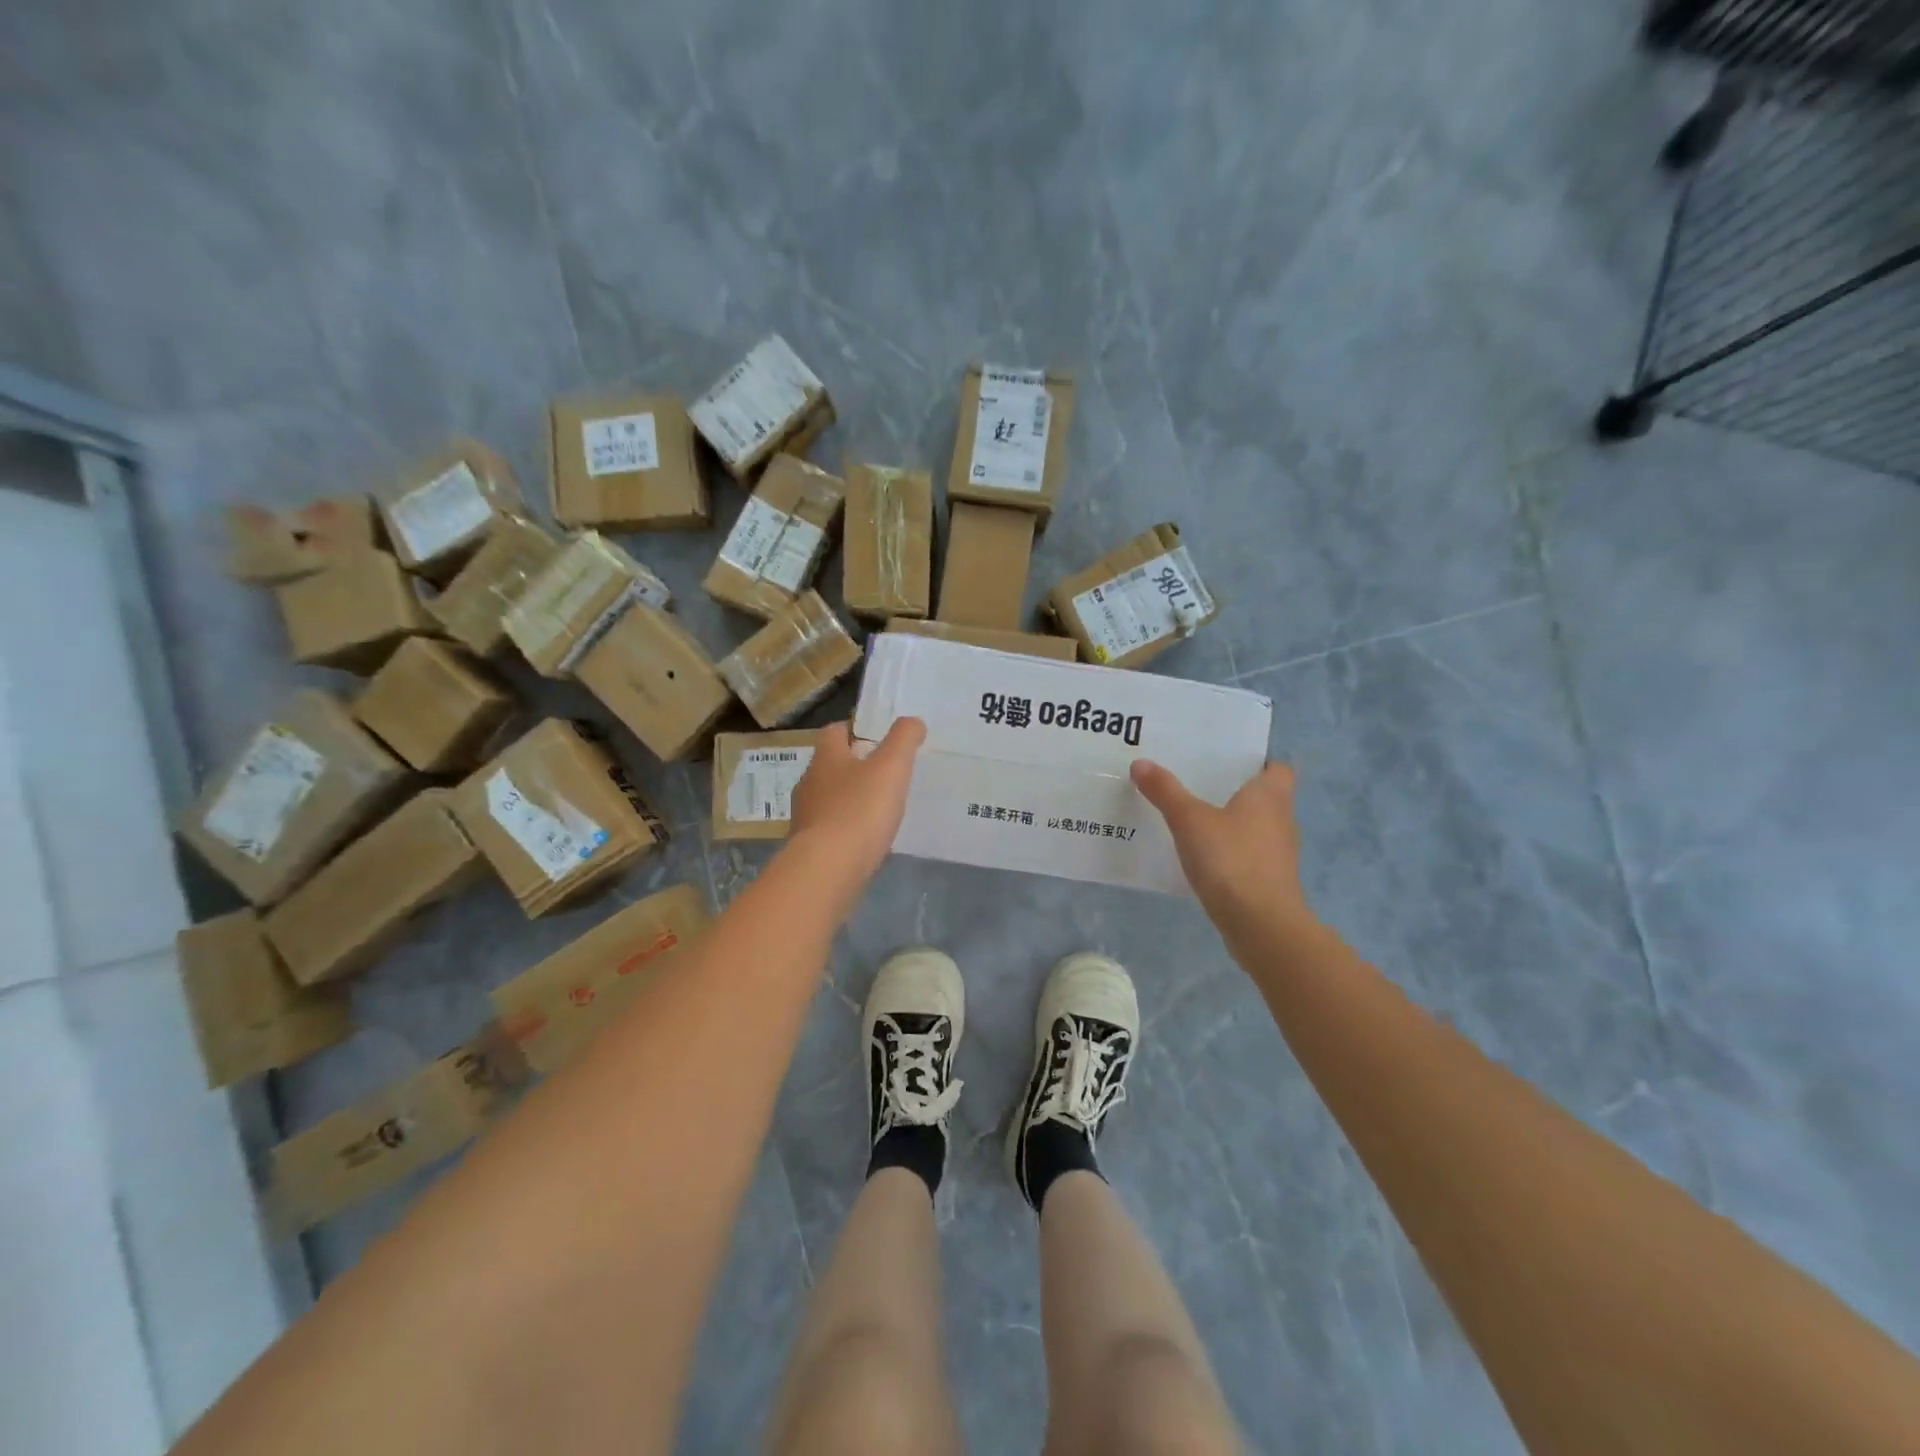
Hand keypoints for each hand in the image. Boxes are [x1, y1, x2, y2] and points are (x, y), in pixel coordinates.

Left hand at [788, 718, 925, 884]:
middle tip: (885, 773)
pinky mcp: (809, 848)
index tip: (877, 738)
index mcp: (826, 758)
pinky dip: (847, 830)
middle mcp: (809, 784)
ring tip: (880, 809)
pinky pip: (830, 831)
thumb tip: (913, 721)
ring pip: (829, 799)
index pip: (834, 732)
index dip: (854, 730)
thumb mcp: (891, 767)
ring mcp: (806, 818)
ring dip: (850, 800)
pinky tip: (867, 840)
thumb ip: (904, 739)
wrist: (827, 870)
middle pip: (830, 766)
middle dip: (854, 767)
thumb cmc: (859, 810)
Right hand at [1131, 759, 1313, 929]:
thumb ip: (1165, 791)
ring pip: (1257, 828)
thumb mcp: (1189, 820)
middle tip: (1199, 783)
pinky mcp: (1269, 882)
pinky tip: (1202, 856)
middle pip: (1266, 797)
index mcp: (1270, 796)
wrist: (1260, 925)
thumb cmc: (1231, 859)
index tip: (1230, 760)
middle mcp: (1281, 820)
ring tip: (1195, 818)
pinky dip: (1230, 852)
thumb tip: (1141, 763)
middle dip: (1238, 791)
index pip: (1280, 768)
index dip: (1261, 762)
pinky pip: (1249, 856)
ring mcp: (1278, 854)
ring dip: (1234, 823)